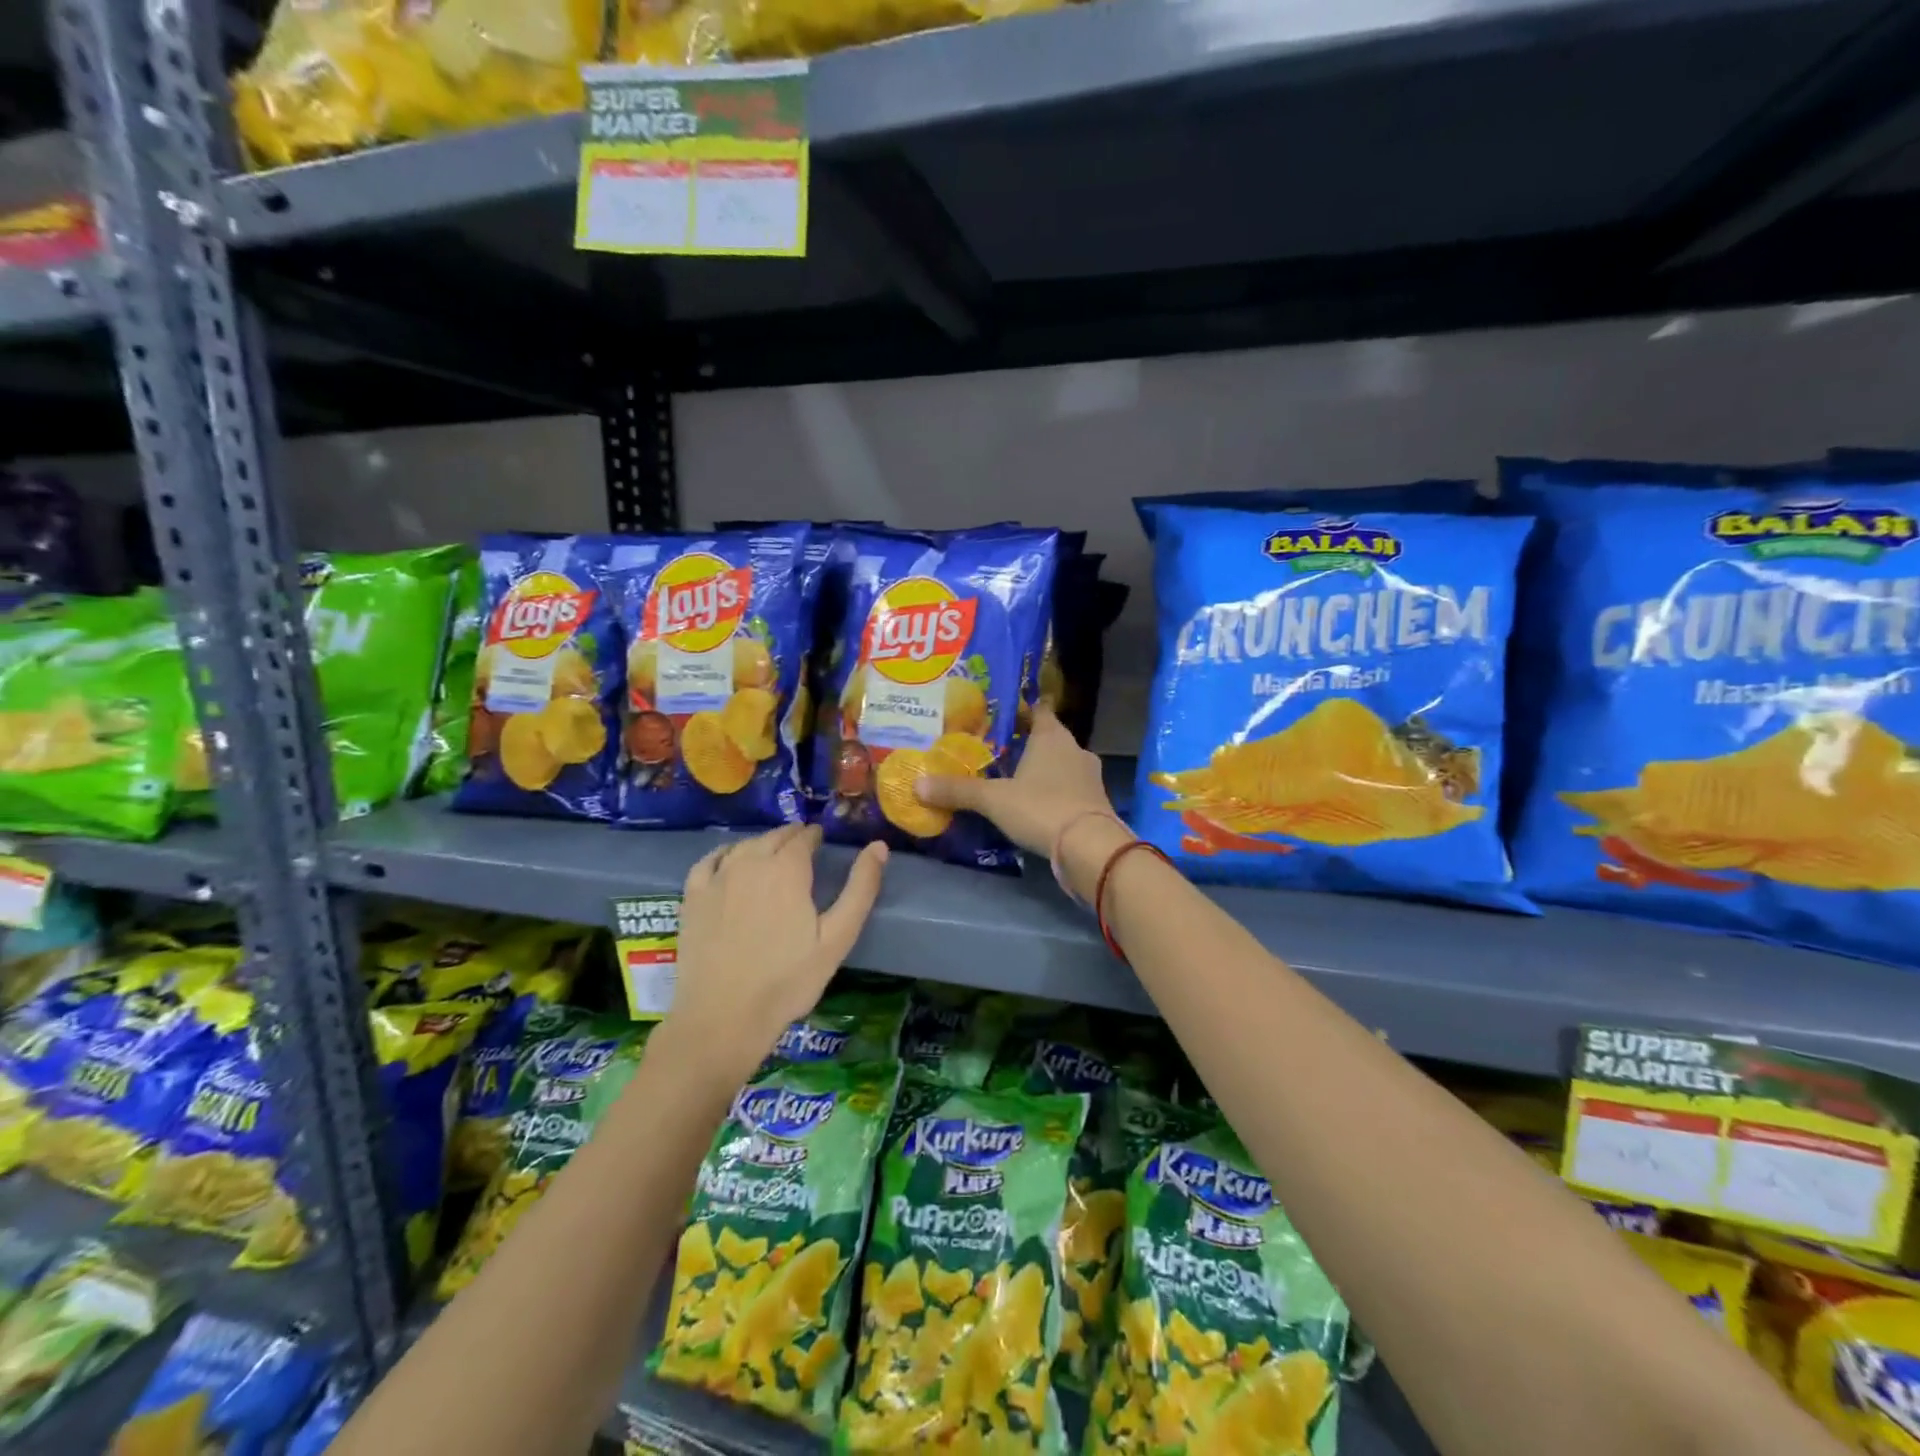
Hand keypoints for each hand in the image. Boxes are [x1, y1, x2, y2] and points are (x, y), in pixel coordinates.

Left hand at [664, 824, 887, 1085]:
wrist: (723, 1018)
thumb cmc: (788, 980)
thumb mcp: (837, 937)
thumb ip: (860, 888)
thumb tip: (879, 846)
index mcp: (787, 869)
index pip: (803, 837)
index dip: (814, 836)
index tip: (821, 839)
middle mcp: (750, 863)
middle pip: (773, 837)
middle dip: (791, 836)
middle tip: (802, 845)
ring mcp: (717, 879)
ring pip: (744, 846)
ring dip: (762, 843)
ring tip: (773, 853)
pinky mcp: (692, 897)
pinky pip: (709, 861)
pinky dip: (725, 854)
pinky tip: (730, 861)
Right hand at [916, 706, 1128, 893]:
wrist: (1090, 847)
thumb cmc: (1041, 808)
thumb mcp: (993, 799)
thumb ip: (957, 790)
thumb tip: (917, 784)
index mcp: (1052, 736)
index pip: (1039, 710)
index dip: (1022, 710)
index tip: (1002, 714)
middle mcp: (1075, 749)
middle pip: (1049, 738)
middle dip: (1027, 743)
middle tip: (999, 750)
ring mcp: (1090, 776)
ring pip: (1061, 764)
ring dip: (1042, 770)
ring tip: (1014, 780)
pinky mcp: (1095, 802)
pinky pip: (1070, 789)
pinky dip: (1054, 792)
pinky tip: (1036, 805)